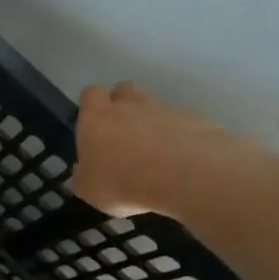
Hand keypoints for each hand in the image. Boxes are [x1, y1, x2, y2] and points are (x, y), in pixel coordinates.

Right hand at [70, 81, 251, 218]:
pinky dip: (175, 136)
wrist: (184, 177)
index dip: (90, 107)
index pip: (90, 94)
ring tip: (150, 153)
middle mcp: (130, 105)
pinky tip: (175, 162)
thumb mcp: (87, 189)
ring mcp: (165, 109)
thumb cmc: (122, 182)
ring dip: (149, 122)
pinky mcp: (195, 120)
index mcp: (96, 117)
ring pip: (153, 106)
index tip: (91, 127)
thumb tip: (85, 168)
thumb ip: (83, 173)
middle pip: (123, 90)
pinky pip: (179, 124)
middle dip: (120, 106)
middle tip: (119, 134)